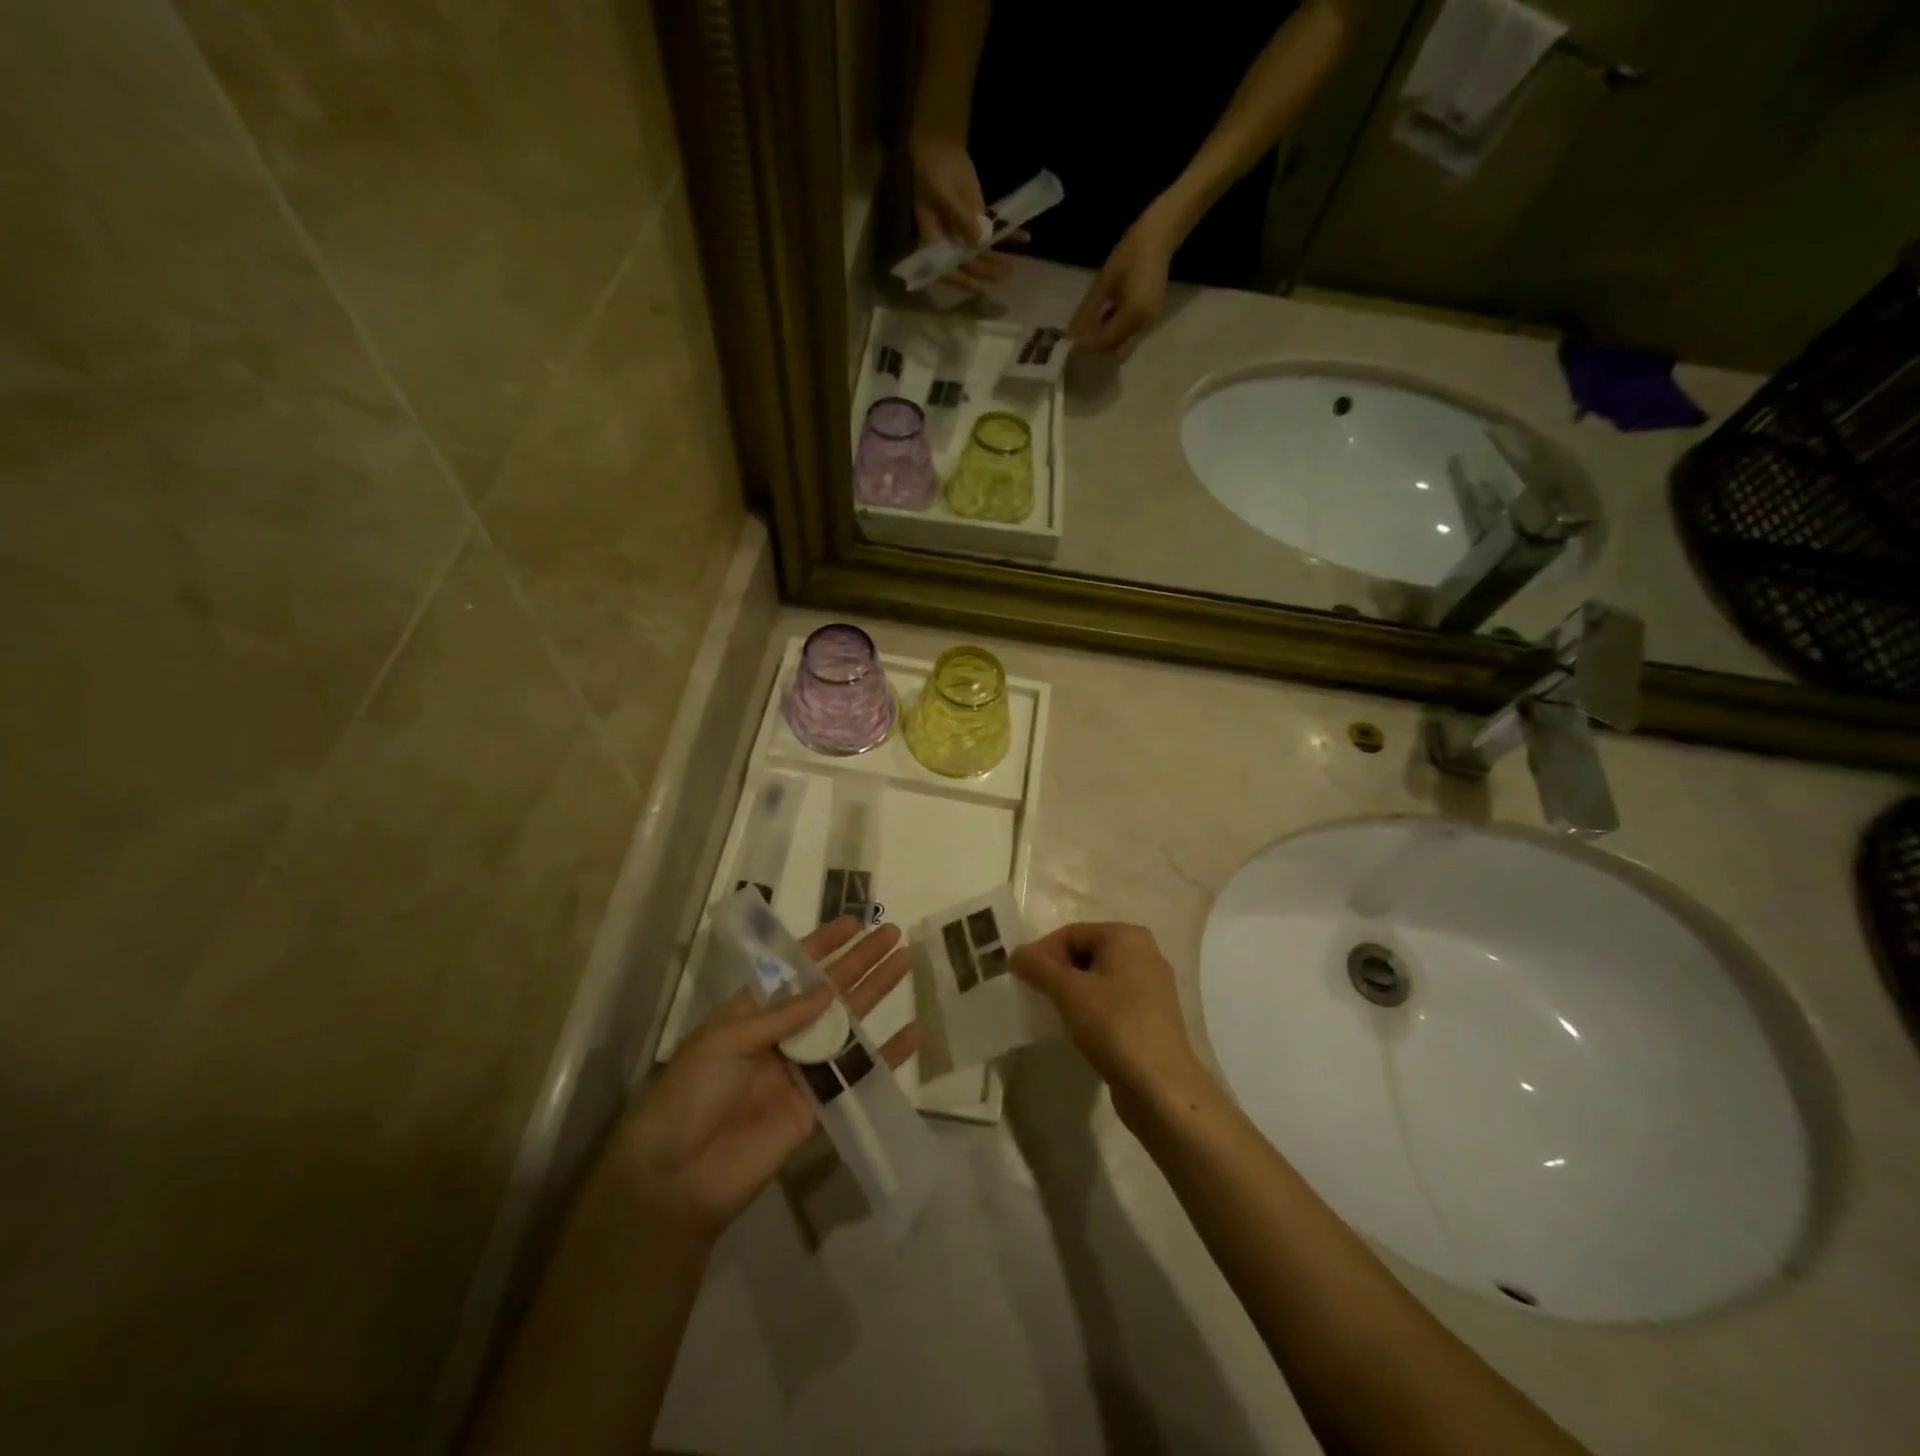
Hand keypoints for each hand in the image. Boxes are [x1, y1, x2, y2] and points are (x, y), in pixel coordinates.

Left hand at [603, 918, 920, 1241]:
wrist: (676, 1177)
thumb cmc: (691, 1094)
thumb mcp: (726, 1041)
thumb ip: (782, 1017)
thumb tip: (829, 991)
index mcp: (753, 1012)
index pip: (794, 968)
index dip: (823, 944)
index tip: (854, 922)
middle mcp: (782, 1035)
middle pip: (830, 990)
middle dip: (860, 961)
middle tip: (892, 934)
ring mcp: (803, 1070)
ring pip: (849, 1024)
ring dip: (877, 993)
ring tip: (906, 963)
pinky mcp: (819, 1107)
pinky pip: (857, 1075)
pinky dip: (887, 1056)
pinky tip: (914, 1034)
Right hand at [909, 132, 1020, 292]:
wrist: (941, 149)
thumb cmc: (934, 172)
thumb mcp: (945, 194)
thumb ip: (961, 218)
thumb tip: (978, 241)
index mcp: (935, 241)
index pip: (947, 268)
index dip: (962, 280)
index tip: (978, 287)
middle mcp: (950, 243)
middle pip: (968, 263)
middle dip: (985, 271)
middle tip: (1003, 276)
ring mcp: (965, 232)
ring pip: (982, 252)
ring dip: (997, 260)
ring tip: (1012, 269)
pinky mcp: (978, 219)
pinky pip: (993, 231)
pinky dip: (1008, 235)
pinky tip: (1024, 238)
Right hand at [1011, 922, 1205, 1106]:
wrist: (1160, 1086)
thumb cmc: (1114, 1026)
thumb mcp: (1068, 992)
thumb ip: (1038, 967)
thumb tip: (1017, 954)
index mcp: (1127, 936)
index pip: (1072, 933)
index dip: (1042, 953)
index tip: (1022, 979)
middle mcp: (1144, 952)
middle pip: (1086, 952)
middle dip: (1057, 972)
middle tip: (1035, 995)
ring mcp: (1152, 985)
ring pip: (1099, 978)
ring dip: (1073, 992)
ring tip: (1054, 1013)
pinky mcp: (1153, 1015)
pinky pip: (1113, 1000)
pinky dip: (1092, 1008)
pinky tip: (1079, 1028)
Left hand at [1067, 204, 1179, 358]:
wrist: (1158, 236)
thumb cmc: (1129, 253)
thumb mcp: (1103, 283)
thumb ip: (1087, 312)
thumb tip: (1071, 335)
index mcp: (1133, 315)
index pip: (1105, 342)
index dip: (1087, 346)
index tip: (1071, 345)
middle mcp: (1144, 324)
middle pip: (1117, 352)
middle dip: (1098, 352)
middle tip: (1080, 344)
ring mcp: (1149, 322)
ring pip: (1124, 346)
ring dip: (1106, 344)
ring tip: (1088, 334)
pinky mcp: (1150, 318)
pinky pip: (1130, 336)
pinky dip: (1115, 335)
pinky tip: (1102, 323)